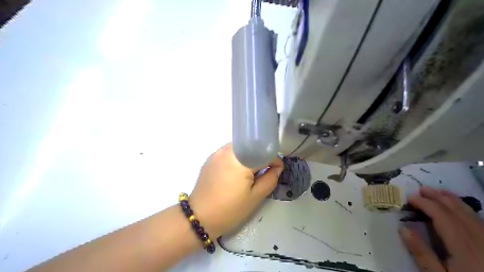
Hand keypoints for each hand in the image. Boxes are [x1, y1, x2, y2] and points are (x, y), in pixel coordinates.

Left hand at [187, 143, 281, 238]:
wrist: (199, 217)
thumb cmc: (230, 210)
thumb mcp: (255, 198)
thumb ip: (270, 179)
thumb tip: (277, 168)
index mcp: (240, 160)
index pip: (263, 152)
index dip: (274, 160)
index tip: (277, 170)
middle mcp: (228, 151)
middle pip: (251, 147)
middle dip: (261, 157)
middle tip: (264, 172)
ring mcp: (217, 153)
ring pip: (240, 148)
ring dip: (249, 156)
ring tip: (250, 172)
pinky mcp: (210, 158)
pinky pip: (229, 152)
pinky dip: (237, 158)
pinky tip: (236, 172)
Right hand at [399, 187, 483, 271]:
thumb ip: (422, 254)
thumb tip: (403, 229)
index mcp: (463, 246)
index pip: (442, 215)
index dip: (425, 203)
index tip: (410, 198)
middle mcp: (478, 238)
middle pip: (456, 211)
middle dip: (438, 197)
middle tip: (421, 189)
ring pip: (470, 213)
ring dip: (452, 199)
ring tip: (438, 191)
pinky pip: (478, 219)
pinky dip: (465, 208)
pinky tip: (458, 206)